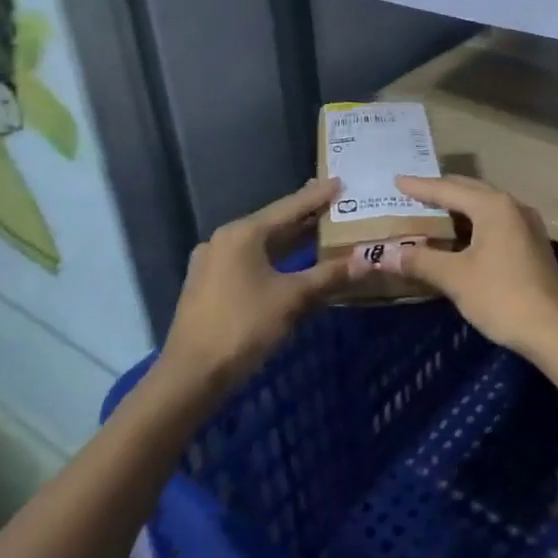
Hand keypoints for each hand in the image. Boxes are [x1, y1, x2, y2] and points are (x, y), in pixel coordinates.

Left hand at [156, 178, 350, 399]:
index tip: (340, 182)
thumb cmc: (243, 327)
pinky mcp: (208, 285)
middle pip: (272, 223)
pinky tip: (290, 263)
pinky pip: (248, 261)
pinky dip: (273, 258)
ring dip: (289, 239)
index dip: (317, 196)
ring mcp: (212, 263)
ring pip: (259, 244)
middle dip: (304, 216)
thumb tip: (366, 261)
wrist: (191, 376)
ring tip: (317, 230)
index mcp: (242, 234)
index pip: (288, 208)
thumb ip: (329, 276)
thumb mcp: (292, 299)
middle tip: (334, 204)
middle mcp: (223, 240)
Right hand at [370, 175, 557, 358]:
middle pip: (470, 191)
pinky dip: (474, 223)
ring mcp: (527, 224)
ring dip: (459, 208)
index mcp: (493, 206)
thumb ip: (420, 260)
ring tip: (433, 211)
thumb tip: (384, 254)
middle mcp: (513, 206)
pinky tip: (461, 236)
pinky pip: (497, 221)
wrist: (554, 329)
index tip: (397, 181)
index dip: (420, 187)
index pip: (448, 190)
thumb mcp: (455, 278)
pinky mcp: (533, 243)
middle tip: (412, 192)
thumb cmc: (501, 296)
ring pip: (485, 206)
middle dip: (441, 191)